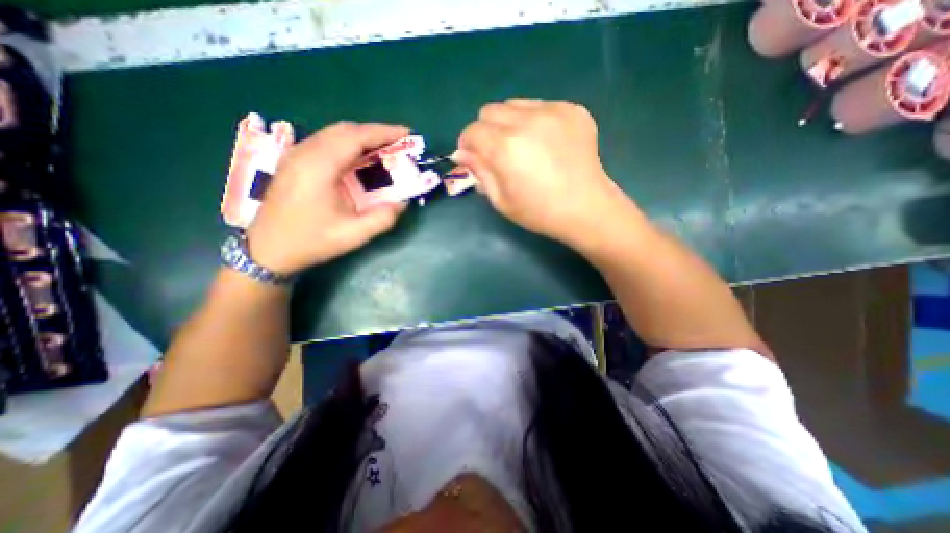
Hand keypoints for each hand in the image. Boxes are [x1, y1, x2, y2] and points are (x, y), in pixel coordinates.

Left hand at [244, 120, 408, 274]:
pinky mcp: (294, 162)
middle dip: (375, 133)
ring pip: (334, 134)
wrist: (267, 250)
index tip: (407, 133)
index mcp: (319, 166)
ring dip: (361, 138)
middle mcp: (305, 153)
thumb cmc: (311, 241)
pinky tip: (359, 159)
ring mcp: (296, 155)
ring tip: (384, 149)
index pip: (356, 137)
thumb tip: (402, 203)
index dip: (384, 132)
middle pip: (345, 130)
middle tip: (399, 143)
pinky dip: (348, 145)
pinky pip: (325, 143)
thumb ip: (383, 218)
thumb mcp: (353, 234)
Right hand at [455, 100, 628, 245]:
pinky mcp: (573, 110)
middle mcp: (527, 121)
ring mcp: (553, 111)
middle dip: (486, 131)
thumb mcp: (501, 200)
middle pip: (490, 111)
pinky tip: (546, 143)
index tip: (474, 157)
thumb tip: (461, 153)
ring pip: (514, 104)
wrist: (586, 209)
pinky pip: (541, 106)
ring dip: (510, 123)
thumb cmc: (539, 212)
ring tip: (524, 147)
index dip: (468, 144)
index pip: (472, 131)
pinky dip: (535, 121)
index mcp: (505, 148)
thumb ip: (479, 172)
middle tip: (499, 153)